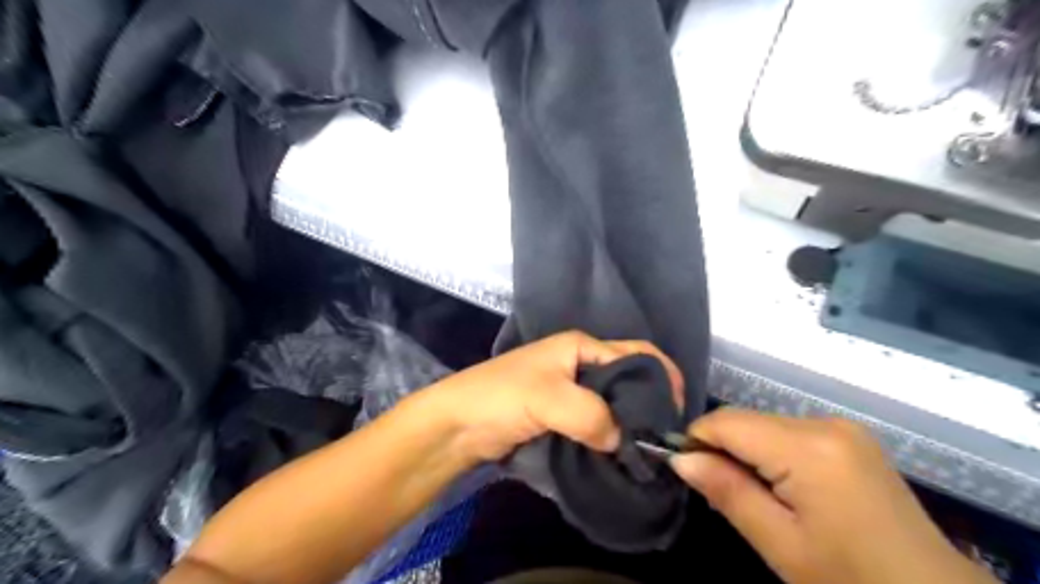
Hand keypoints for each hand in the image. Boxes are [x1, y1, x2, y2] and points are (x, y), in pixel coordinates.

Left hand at [421, 332, 684, 462]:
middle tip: (662, 439)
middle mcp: (579, 364)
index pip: (636, 354)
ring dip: (628, 425)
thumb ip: (593, 415)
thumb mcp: (550, 398)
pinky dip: (609, 437)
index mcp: (581, 346)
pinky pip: (595, 423)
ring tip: (646, 452)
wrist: (456, 425)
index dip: (663, 377)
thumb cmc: (501, 397)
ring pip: (612, 404)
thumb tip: (622, 440)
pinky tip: (619, 456)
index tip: (677, 412)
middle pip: (627, 379)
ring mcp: (569, 390)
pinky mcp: (560, 415)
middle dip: (647, 405)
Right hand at [670, 407, 995, 582]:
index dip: (697, 440)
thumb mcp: (781, 545)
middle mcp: (824, 423)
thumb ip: (727, 492)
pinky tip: (779, 486)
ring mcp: (841, 427)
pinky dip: (770, 452)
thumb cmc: (852, 579)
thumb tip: (679, 458)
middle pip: (746, 420)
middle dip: (722, 448)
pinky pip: (788, 432)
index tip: (685, 471)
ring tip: (750, 495)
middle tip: (720, 493)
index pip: (727, 422)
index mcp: (809, 447)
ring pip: (764, 424)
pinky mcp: (849, 437)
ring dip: (745, 451)